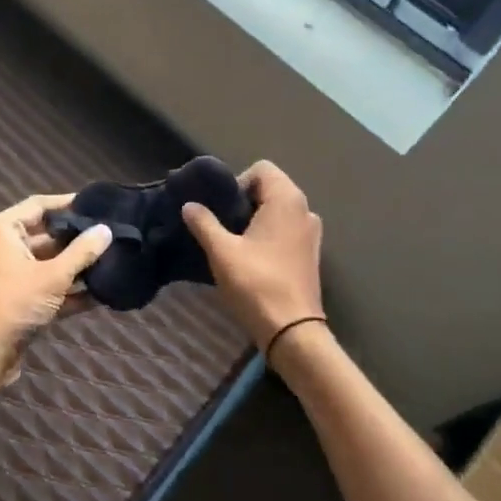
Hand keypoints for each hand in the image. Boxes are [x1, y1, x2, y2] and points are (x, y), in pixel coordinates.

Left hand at [0, 193, 113, 384]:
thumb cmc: (16, 302)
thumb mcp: (53, 275)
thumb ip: (82, 251)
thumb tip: (106, 230)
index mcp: (3, 229)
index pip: (38, 205)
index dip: (67, 202)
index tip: (96, 203)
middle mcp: (4, 246)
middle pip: (46, 234)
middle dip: (76, 237)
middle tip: (109, 232)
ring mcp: (11, 273)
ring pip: (49, 261)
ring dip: (76, 265)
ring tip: (111, 259)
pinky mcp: (20, 298)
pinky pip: (48, 285)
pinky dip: (69, 289)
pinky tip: (101, 293)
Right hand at [181, 161, 323, 352]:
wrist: (293, 331)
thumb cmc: (256, 283)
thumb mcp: (222, 251)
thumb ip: (204, 223)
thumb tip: (189, 205)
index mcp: (286, 200)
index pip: (261, 169)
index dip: (238, 182)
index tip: (223, 209)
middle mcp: (304, 209)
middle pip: (270, 188)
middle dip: (244, 201)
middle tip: (223, 226)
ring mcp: (311, 233)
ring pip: (278, 211)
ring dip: (256, 219)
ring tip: (235, 242)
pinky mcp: (311, 254)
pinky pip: (287, 229)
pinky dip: (269, 234)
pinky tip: (252, 258)